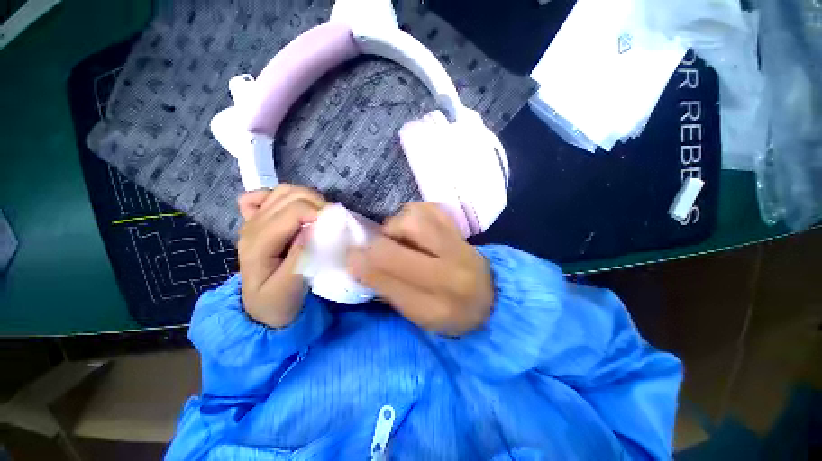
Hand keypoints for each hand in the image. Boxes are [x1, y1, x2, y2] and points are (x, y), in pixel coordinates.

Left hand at [237, 185, 325, 327]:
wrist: (260, 310)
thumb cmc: (276, 302)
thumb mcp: (289, 288)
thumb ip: (301, 257)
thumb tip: (316, 229)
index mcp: (259, 242)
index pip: (294, 211)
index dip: (320, 213)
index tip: (337, 227)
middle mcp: (253, 225)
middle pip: (290, 195)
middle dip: (318, 204)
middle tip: (332, 223)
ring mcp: (253, 220)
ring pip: (284, 191)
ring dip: (308, 199)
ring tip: (320, 218)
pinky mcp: (258, 220)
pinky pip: (267, 195)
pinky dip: (284, 197)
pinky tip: (295, 211)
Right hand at [347, 203, 493, 335]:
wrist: (489, 296)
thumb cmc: (450, 312)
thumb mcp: (418, 314)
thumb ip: (388, 288)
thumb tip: (357, 262)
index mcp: (441, 293)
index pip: (393, 269)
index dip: (364, 261)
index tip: (351, 259)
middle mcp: (452, 261)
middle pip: (405, 231)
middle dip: (380, 240)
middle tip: (379, 249)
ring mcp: (457, 238)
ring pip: (415, 215)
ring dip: (397, 226)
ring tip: (400, 241)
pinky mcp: (457, 226)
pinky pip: (427, 208)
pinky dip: (412, 216)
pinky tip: (414, 231)